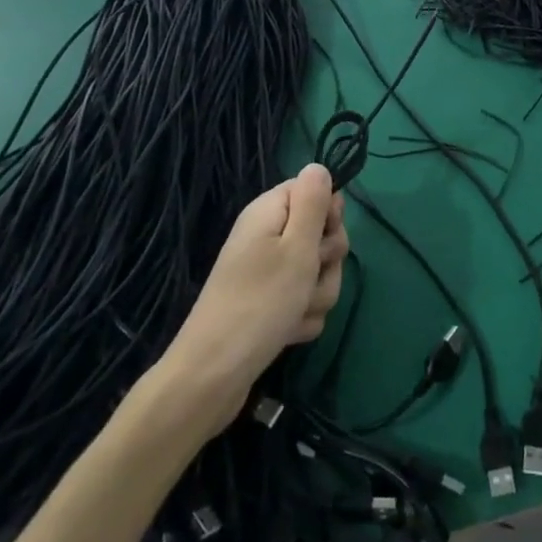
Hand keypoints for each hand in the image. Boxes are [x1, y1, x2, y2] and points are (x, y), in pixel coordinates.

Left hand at [158, 164, 348, 434]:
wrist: (213, 375)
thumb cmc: (260, 303)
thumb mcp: (297, 247)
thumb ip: (313, 203)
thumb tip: (318, 166)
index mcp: (269, 213)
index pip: (313, 190)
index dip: (328, 212)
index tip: (326, 236)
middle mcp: (266, 237)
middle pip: (320, 234)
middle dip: (327, 260)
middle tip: (310, 276)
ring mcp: (266, 273)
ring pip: (317, 272)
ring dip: (317, 293)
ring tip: (297, 312)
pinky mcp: (269, 305)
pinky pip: (303, 301)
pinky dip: (302, 316)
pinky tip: (288, 332)